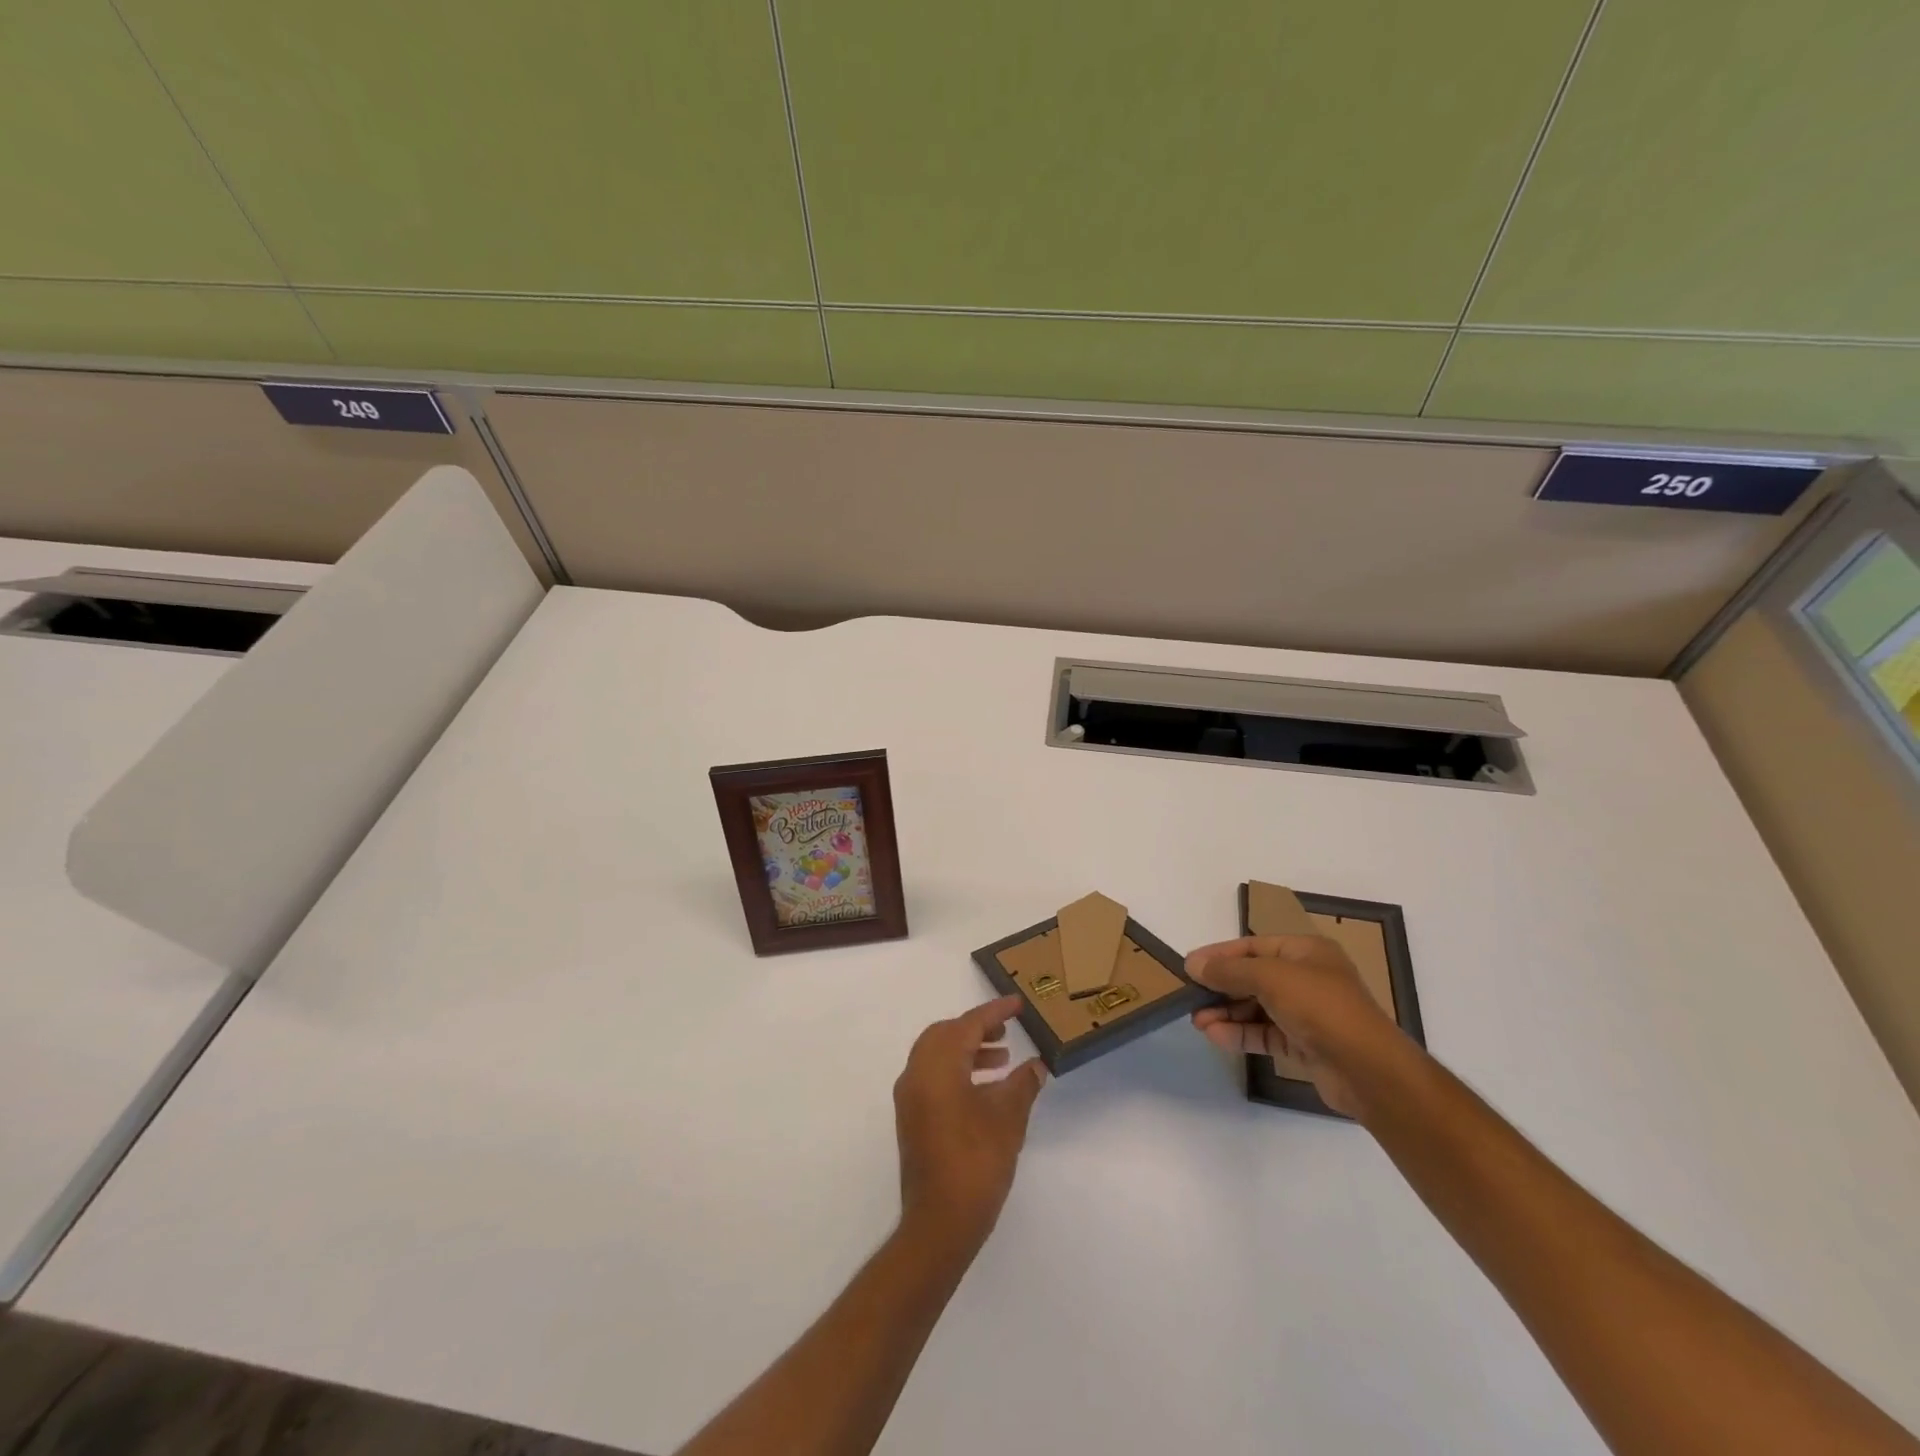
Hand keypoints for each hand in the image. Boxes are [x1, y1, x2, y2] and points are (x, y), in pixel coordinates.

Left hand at [893, 996, 1047, 1255]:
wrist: (940, 1223)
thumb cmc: (976, 1162)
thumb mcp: (1008, 1119)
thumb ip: (1022, 1085)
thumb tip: (1036, 1066)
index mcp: (937, 1066)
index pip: (967, 1025)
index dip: (995, 1012)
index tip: (1017, 1004)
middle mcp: (916, 1074)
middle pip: (945, 1034)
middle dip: (976, 1028)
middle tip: (1006, 1031)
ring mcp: (910, 1098)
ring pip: (937, 1055)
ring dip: (968, 1050)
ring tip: (1002, 1060)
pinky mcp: (912, 1119)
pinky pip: (933, 1077)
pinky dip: (957, 1071)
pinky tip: (986, 1090)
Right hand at [1187, 935, 1402, 1116]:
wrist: (1367, 1069)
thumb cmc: (1320, 1006)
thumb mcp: (1269, 977)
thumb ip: (1229, 970)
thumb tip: (1193, 964)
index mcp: (1306, 951)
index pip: (1253, 946)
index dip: (1220, 954)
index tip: (1189, 966)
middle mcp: (1307, 978)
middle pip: (1253, 977)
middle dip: (1221, 987)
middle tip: (1190, 997)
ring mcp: (1307, 1013)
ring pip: (1257, 1008)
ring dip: (1226, 1013)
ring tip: (1197, 1022)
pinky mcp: (1304, 1045)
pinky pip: (1265, 1033)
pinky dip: (1240, 1033)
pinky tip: (1215, 1035)